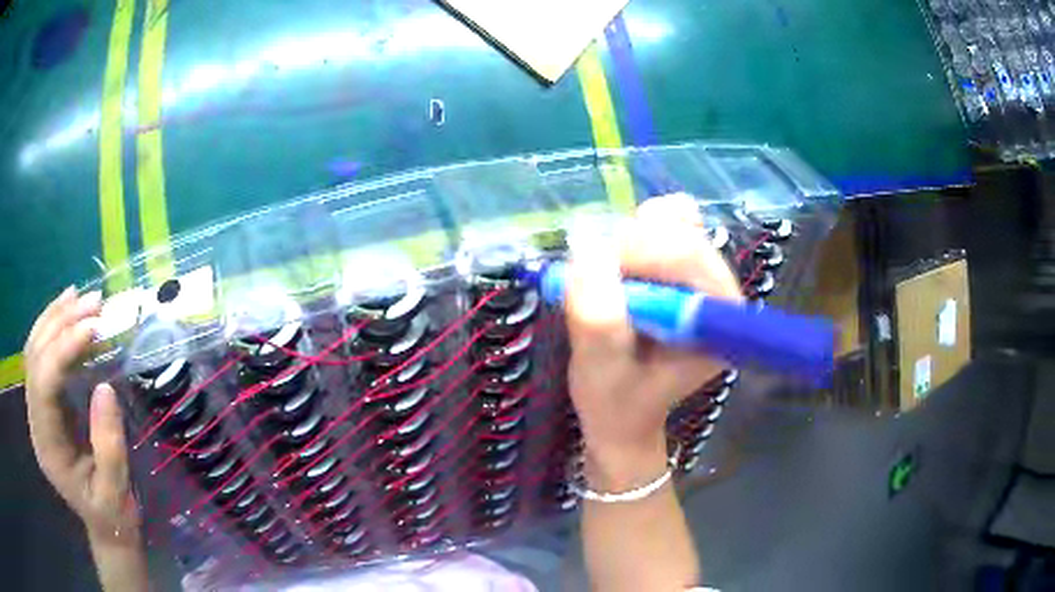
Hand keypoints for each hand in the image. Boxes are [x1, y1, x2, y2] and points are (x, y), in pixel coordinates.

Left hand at [24, 287, 140, 547]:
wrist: (105, 526)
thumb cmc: (113, 514)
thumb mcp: (116, 492)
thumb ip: (109, 446)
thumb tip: (104, 387)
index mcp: (47, 447)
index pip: (43, 383)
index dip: (63, 350)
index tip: (94, 328)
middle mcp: (35, 421)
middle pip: (35, 357)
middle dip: (61, 324)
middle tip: (94, 304)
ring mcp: (37, 409)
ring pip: (35, 349)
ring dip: (56, 318)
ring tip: (84, 298)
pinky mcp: (44, 402)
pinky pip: (41, 354)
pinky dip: (53, 326)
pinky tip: (69, 309)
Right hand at [564, 195, 742, 486]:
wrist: (623, 413)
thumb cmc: (616, 402)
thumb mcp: (600, 371)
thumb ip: (598, 319)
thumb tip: (586, 248)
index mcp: (717, 320)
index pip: (689, 258)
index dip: (637, 253)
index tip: (588, 270)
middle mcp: (721, 290)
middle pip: (681, 232)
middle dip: (626, 246)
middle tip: (587, 275)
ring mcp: (704, 274)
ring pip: (670, 221)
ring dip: (626, 240)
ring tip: (603, 280)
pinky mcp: (685, 265)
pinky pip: (662, 223)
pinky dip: (631, 234)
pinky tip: (616, 267)